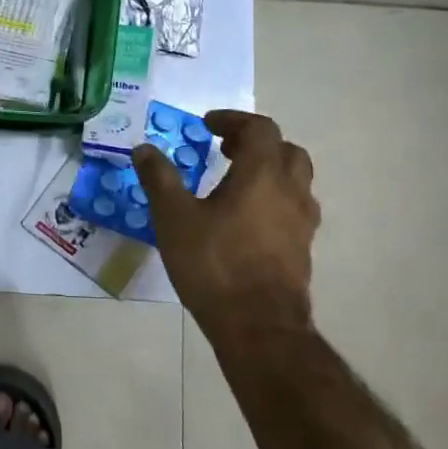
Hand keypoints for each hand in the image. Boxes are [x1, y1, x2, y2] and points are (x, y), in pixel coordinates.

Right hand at [133, 111, 319, 335]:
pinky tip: (247, 220)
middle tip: (225, 150)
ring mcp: (302, 222)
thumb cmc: (215, 264)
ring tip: (235, 183)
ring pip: (295, 180)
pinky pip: (294, 209)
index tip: (207, 125)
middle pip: (286, 150)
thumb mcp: (174, 217)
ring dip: (268, 171)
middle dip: (255, 143)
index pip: (260, 128)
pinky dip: (274, 200)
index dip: (233, 120)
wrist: (259, 328)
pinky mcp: (303, 250)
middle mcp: (290, 191)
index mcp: (262, 174)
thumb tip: (144, 148)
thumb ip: (159, 178)